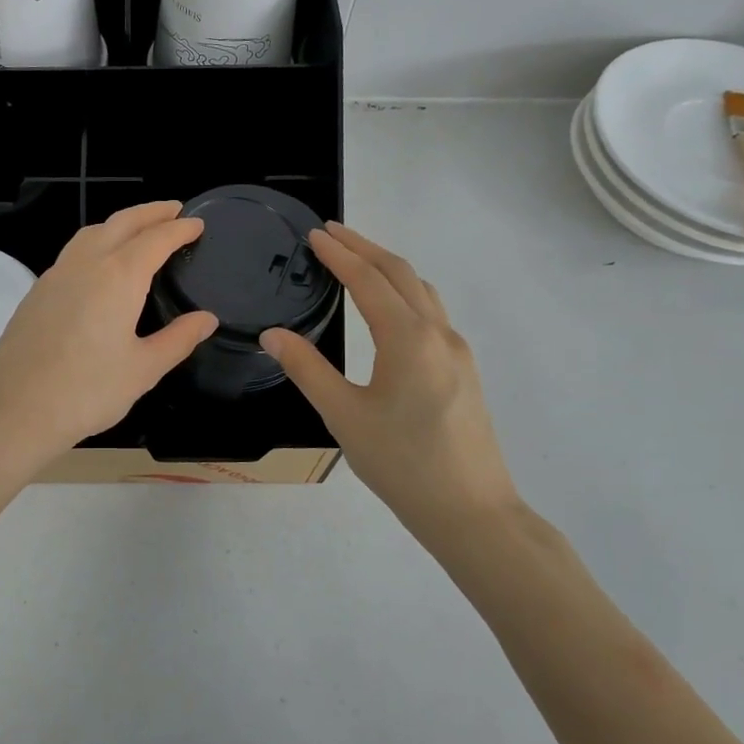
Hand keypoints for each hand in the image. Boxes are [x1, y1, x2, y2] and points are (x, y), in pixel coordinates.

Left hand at [0, 201, 218, 472]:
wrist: (14, 410)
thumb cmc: (87, 392)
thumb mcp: (143, 370)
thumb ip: (178, 339)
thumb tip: (206, 319)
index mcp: (118, 277)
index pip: (156, 239)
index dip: (179, 228)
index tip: (197, 223)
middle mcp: (86, 264)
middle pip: (122, 223)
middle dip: (150, 212)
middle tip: (173, 210)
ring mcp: (55, 275)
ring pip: (92, 233)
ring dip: (119, 223)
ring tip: (138, 230)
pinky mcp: (36, 292)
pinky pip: (72, 252)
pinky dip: (95, 242)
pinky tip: (99, 265)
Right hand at [260, 222, 520, 534]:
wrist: (471, 510)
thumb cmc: (402, 463)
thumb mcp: (343, 416)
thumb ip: (307, 369)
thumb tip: (272, 334)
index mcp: (408, 338)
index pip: (368, 280)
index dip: (339, 254)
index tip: (315, 234)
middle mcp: (438, 333)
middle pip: (401, 273)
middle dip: (365, 248)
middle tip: (332, 233)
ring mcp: (457, 351)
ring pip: (422, 290)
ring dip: (388, 267)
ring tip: (357, 260)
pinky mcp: (463, 370)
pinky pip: (432, 312)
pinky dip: (405, 291)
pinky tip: (390, 308)